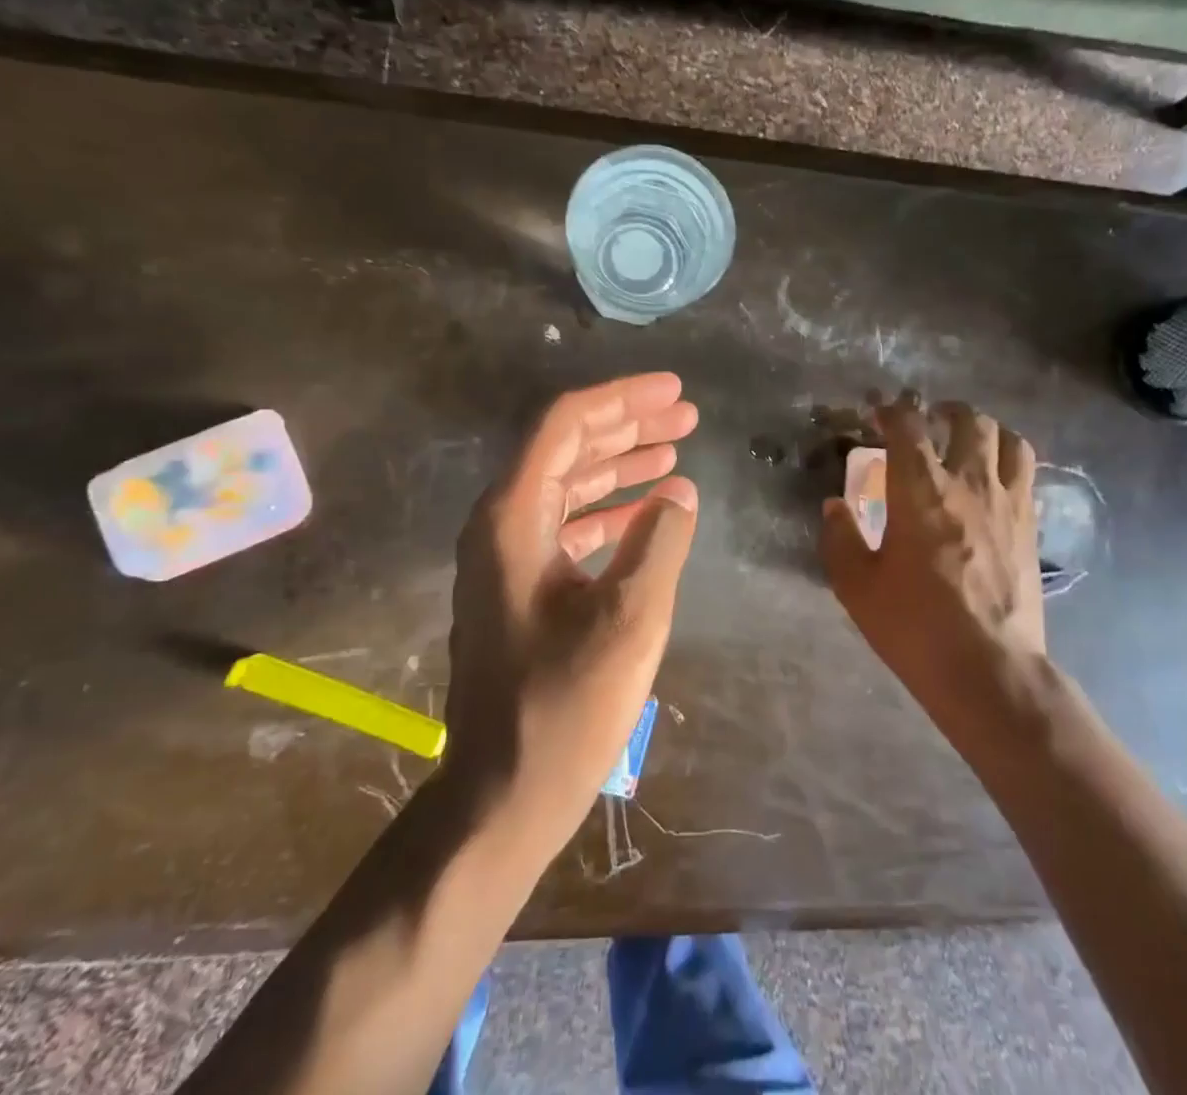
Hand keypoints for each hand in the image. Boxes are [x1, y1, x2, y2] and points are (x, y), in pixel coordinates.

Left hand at [445, 373, 699, 854]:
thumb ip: (660, 542)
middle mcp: (501, 524)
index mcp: (513, 517)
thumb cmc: (565, 705)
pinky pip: (568, 525)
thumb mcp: (630, 617)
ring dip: (622, 465)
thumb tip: (678, 495)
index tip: (674, 392)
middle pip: (567, 448)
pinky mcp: (521, 587)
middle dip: (628, 426)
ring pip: (568, 485)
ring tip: (676, 450)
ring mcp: (507, 557)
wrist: (504, 793)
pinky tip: (651, 511)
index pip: (566, 426)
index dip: (622, 400)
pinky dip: (610, 510)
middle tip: (685, 415)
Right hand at [820, 393, 1044, 742]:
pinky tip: (995, 480)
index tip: (878, 414)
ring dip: (985, 430)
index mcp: (919, 490)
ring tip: (969, 441)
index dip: (891, 411)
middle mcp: (968, 482)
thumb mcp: (856, 585)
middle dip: (944, 411)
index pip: (906, 426)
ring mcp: (1007, 502)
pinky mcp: (1030, 526)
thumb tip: (835, 506)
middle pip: (968, 420)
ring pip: (1007, 439)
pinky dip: (1009, 461)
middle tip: (928, 422)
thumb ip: (840, 537)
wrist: (988, 669)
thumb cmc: (914, 624)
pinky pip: (1027, 473)